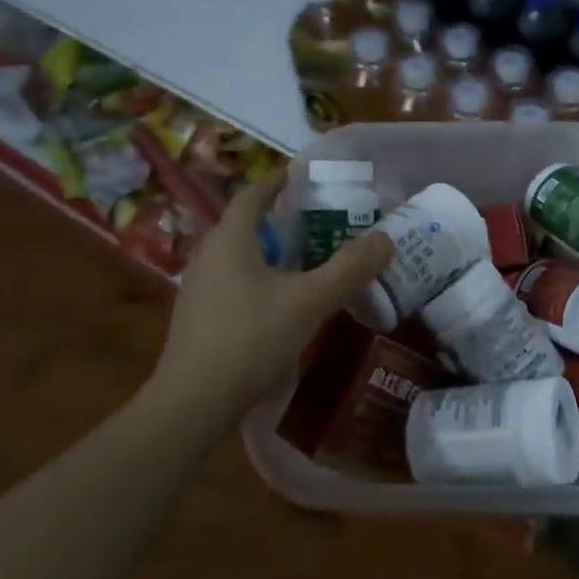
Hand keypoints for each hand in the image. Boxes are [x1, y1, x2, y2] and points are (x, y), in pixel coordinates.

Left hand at [152, 168, 392, 418]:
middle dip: (283, 219)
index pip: (252, 194)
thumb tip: (385, 238)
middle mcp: (209, 256)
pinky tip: (285, 302)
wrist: (194, 403)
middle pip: (247, 225)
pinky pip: (236, 284)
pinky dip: (263, 280)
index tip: (304, 175)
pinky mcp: (201, 319)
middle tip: (321, 221)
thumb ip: (349, 268)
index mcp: (230, 240)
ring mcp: (200, 290)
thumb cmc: (251, 339)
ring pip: (242, 258)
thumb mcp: (309, 301)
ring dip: (274, 252)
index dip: (278, 181)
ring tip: (310, 260)